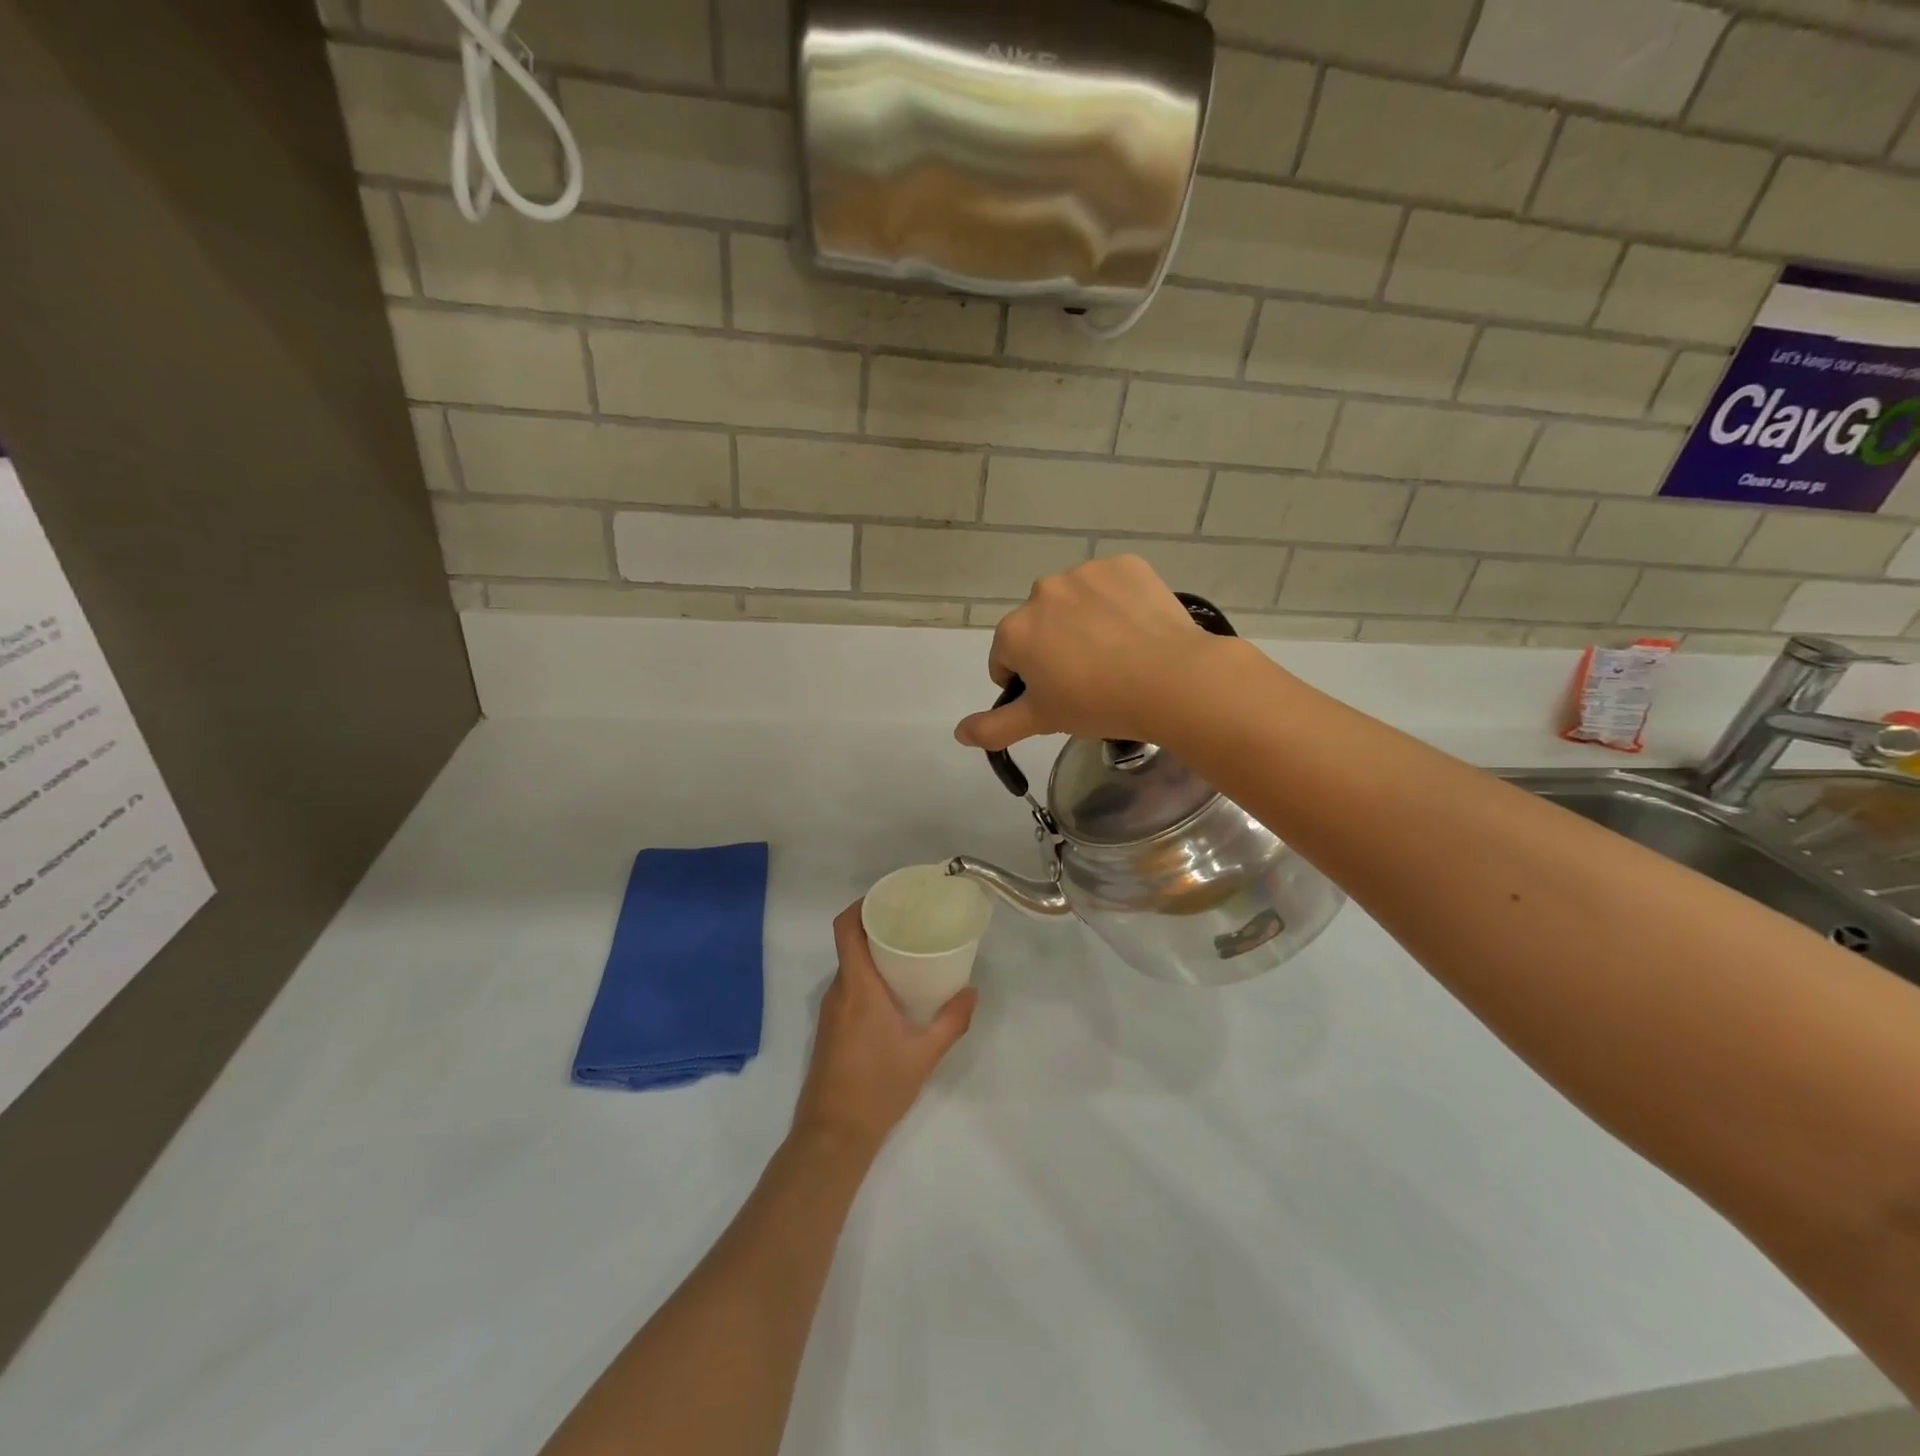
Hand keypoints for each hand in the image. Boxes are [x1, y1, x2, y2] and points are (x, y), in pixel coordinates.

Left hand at [792, 903, 977, 1158]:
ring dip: (874, 953)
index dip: (862, 905)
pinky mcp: (830, 1028)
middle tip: (912, 922)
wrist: (833, 1135)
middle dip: (877, 927)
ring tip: (909, 952)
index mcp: (858, 987)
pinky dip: (868, 976)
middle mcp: (839, 991)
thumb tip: (972, 991)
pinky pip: (848, 987)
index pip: (846, 929)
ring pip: (850, 966)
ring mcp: (830, 1011)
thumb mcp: (925, 1055)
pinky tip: (895, 990)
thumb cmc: (878, 1088)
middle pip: (850, 943)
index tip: (889, 898)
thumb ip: (952, 1021)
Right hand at [953, 555, 1226, 751]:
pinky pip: (1111, 586)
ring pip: (1074, 603)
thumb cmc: (1097, 704)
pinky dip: (1117, 603)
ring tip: (1116, 655)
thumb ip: (994, 727)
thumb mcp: (1041, 721)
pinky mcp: (1125, 565)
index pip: (1005, 659)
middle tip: (1088, 679)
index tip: (1056, 698)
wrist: (1170, 680)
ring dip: (1083, 623)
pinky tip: (1136, 630)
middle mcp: (1042, 592)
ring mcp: (1085, 573)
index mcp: (1015, 630)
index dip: (1026, 683)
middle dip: (1053, 649)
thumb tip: (959, 732)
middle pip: (1038, 626)